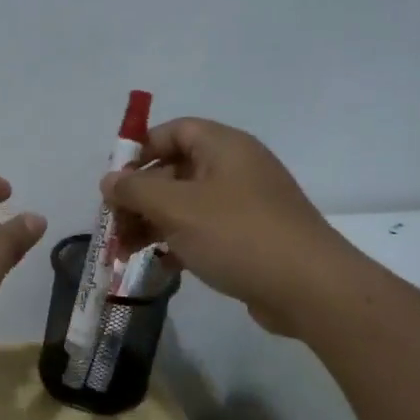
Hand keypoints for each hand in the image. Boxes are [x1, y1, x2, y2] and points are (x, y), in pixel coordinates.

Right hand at [102, 119, 350, 334]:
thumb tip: (110, 180)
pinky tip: (161, 265)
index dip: (141, 150)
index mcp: (224, 146)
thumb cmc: (237, 235)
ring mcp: (247, 204)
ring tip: (127, 251)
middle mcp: (237, 168)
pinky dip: (179, 241)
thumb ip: (136, 190)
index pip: (174, 131)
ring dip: (154, 223)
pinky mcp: (251, 238)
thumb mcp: (177, 208)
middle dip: (140, 196)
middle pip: (176, 170)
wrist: (310, 289)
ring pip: (187, 204)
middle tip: (115, 224)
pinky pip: (206, 230)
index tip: (115, 181)